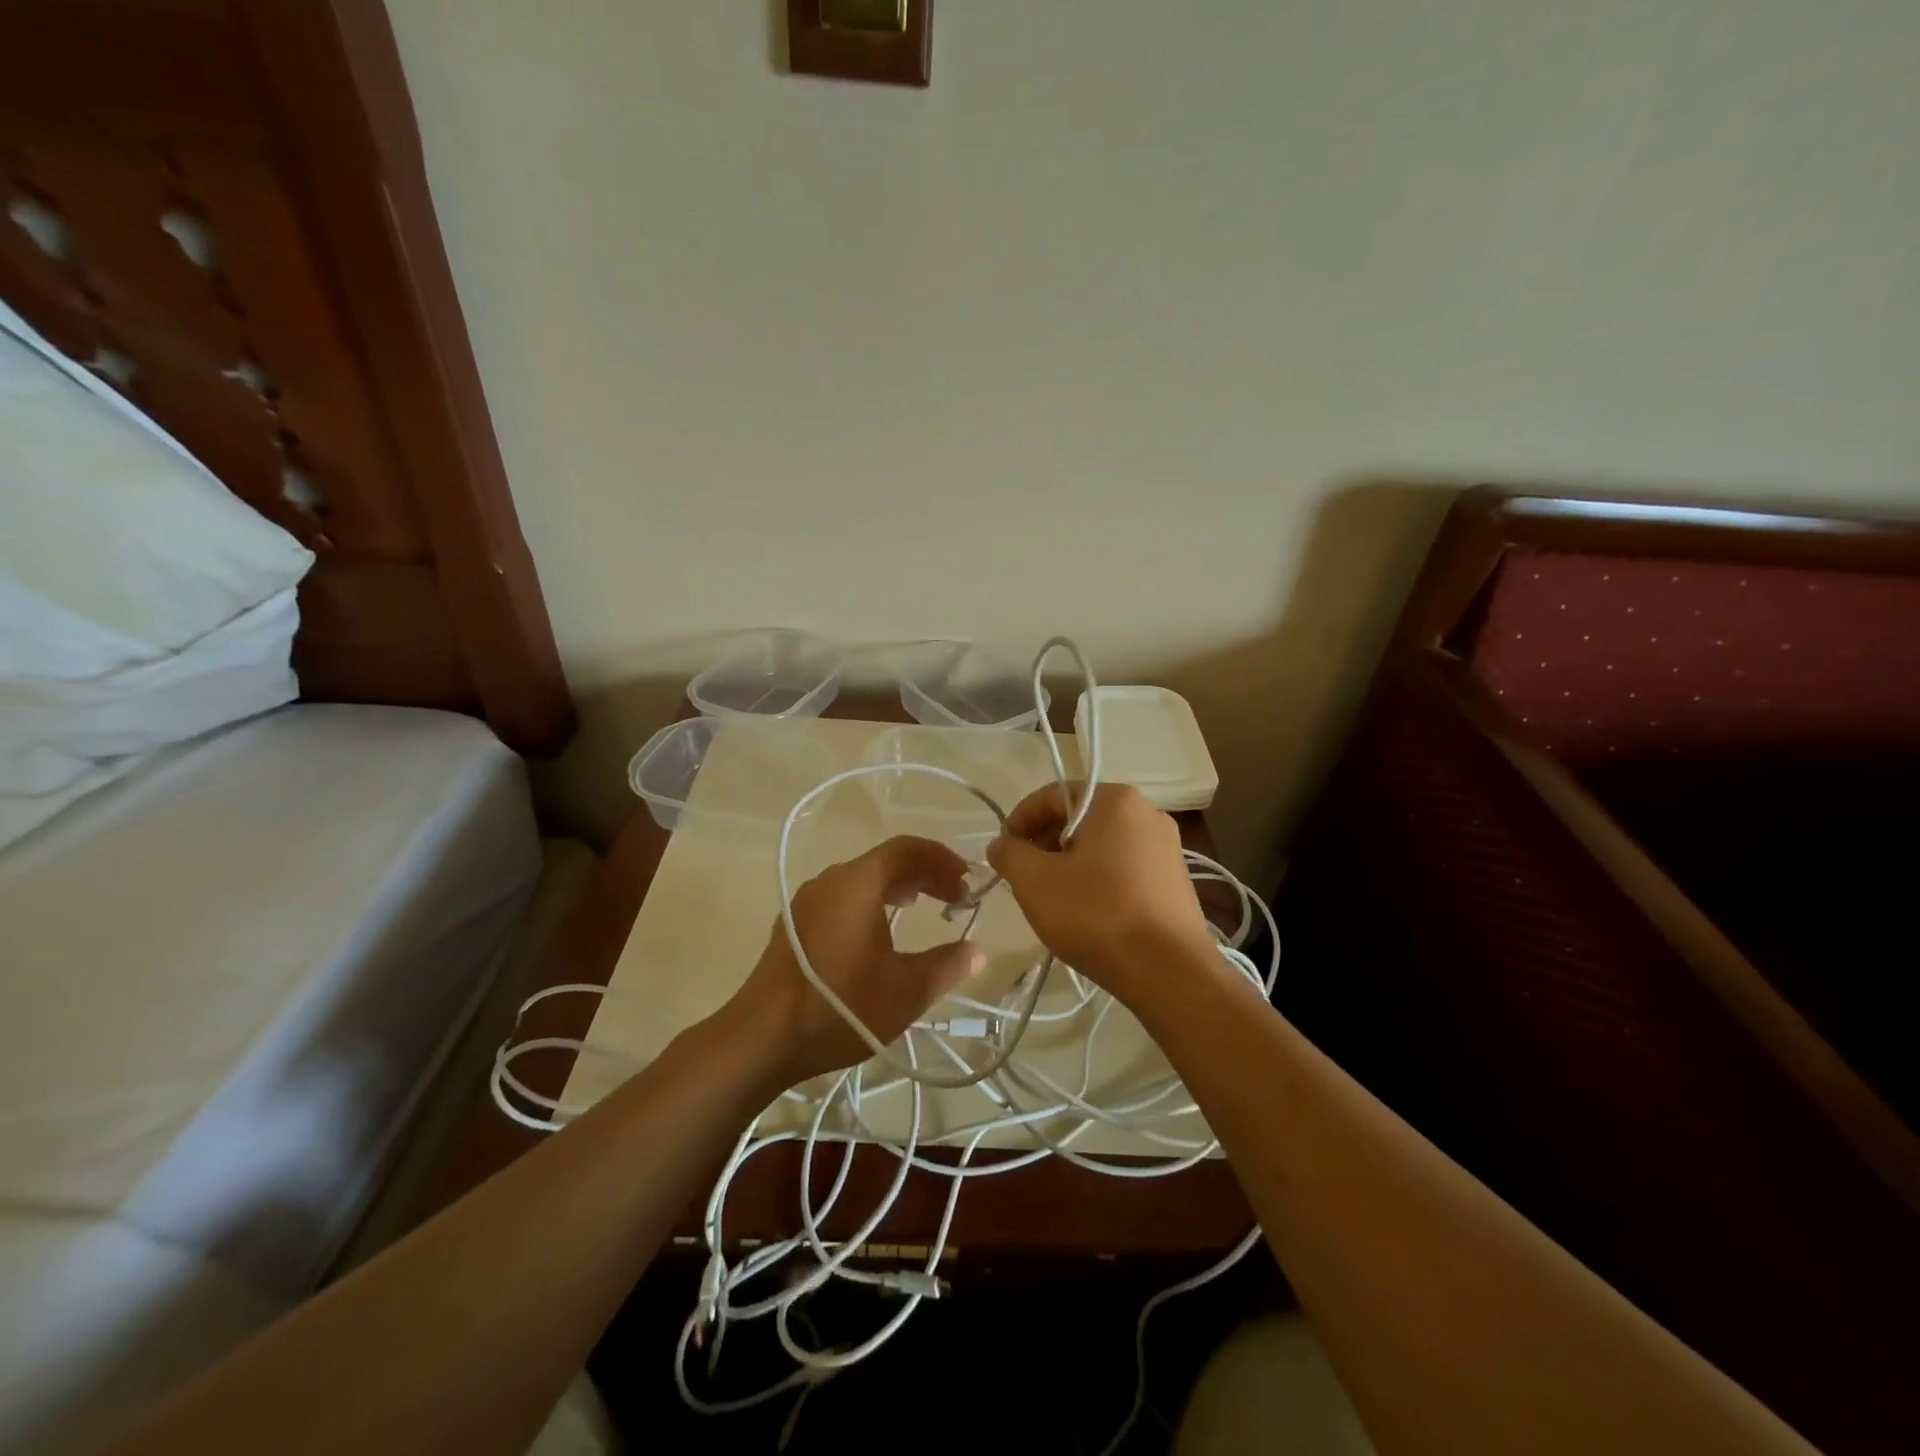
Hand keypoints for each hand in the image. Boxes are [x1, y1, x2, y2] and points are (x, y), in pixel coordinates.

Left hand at [719, 836, 986, 1089]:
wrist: (761, 1038)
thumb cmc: (840, 1007)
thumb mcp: (906, 991)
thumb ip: (948, 966)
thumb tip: (977, 951)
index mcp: (857, 883)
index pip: (906, 848)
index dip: (942, 859)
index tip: (967, 881)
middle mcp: (830, 881)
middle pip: (884, 860)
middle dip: (924, 873)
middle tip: (955, 898)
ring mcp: (807, 901)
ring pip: (862, 878)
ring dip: (898, 886)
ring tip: (924, 906)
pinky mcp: (794, 923)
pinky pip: (842, 895)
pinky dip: (872, 900)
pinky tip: (881, 928)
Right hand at [986, 783, 1216, 1007]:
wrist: (1169, 972)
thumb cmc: (1096, 915)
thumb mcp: (1035, 882)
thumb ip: (1010, 854)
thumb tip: (1002, 844)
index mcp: (1115, 800)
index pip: (1053, 795)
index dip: (1019, 820)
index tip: (1003, 851)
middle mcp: (1147, 812)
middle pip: (1080, 817)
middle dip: (1045, 843)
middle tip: (1024, 876)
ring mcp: (1167, 847)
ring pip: (1102, 844)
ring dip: (1070, 863)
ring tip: (1051, 897)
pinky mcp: (1176, 879)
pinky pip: (1124, 866)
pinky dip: (1098, 879)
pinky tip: (1086, 911)